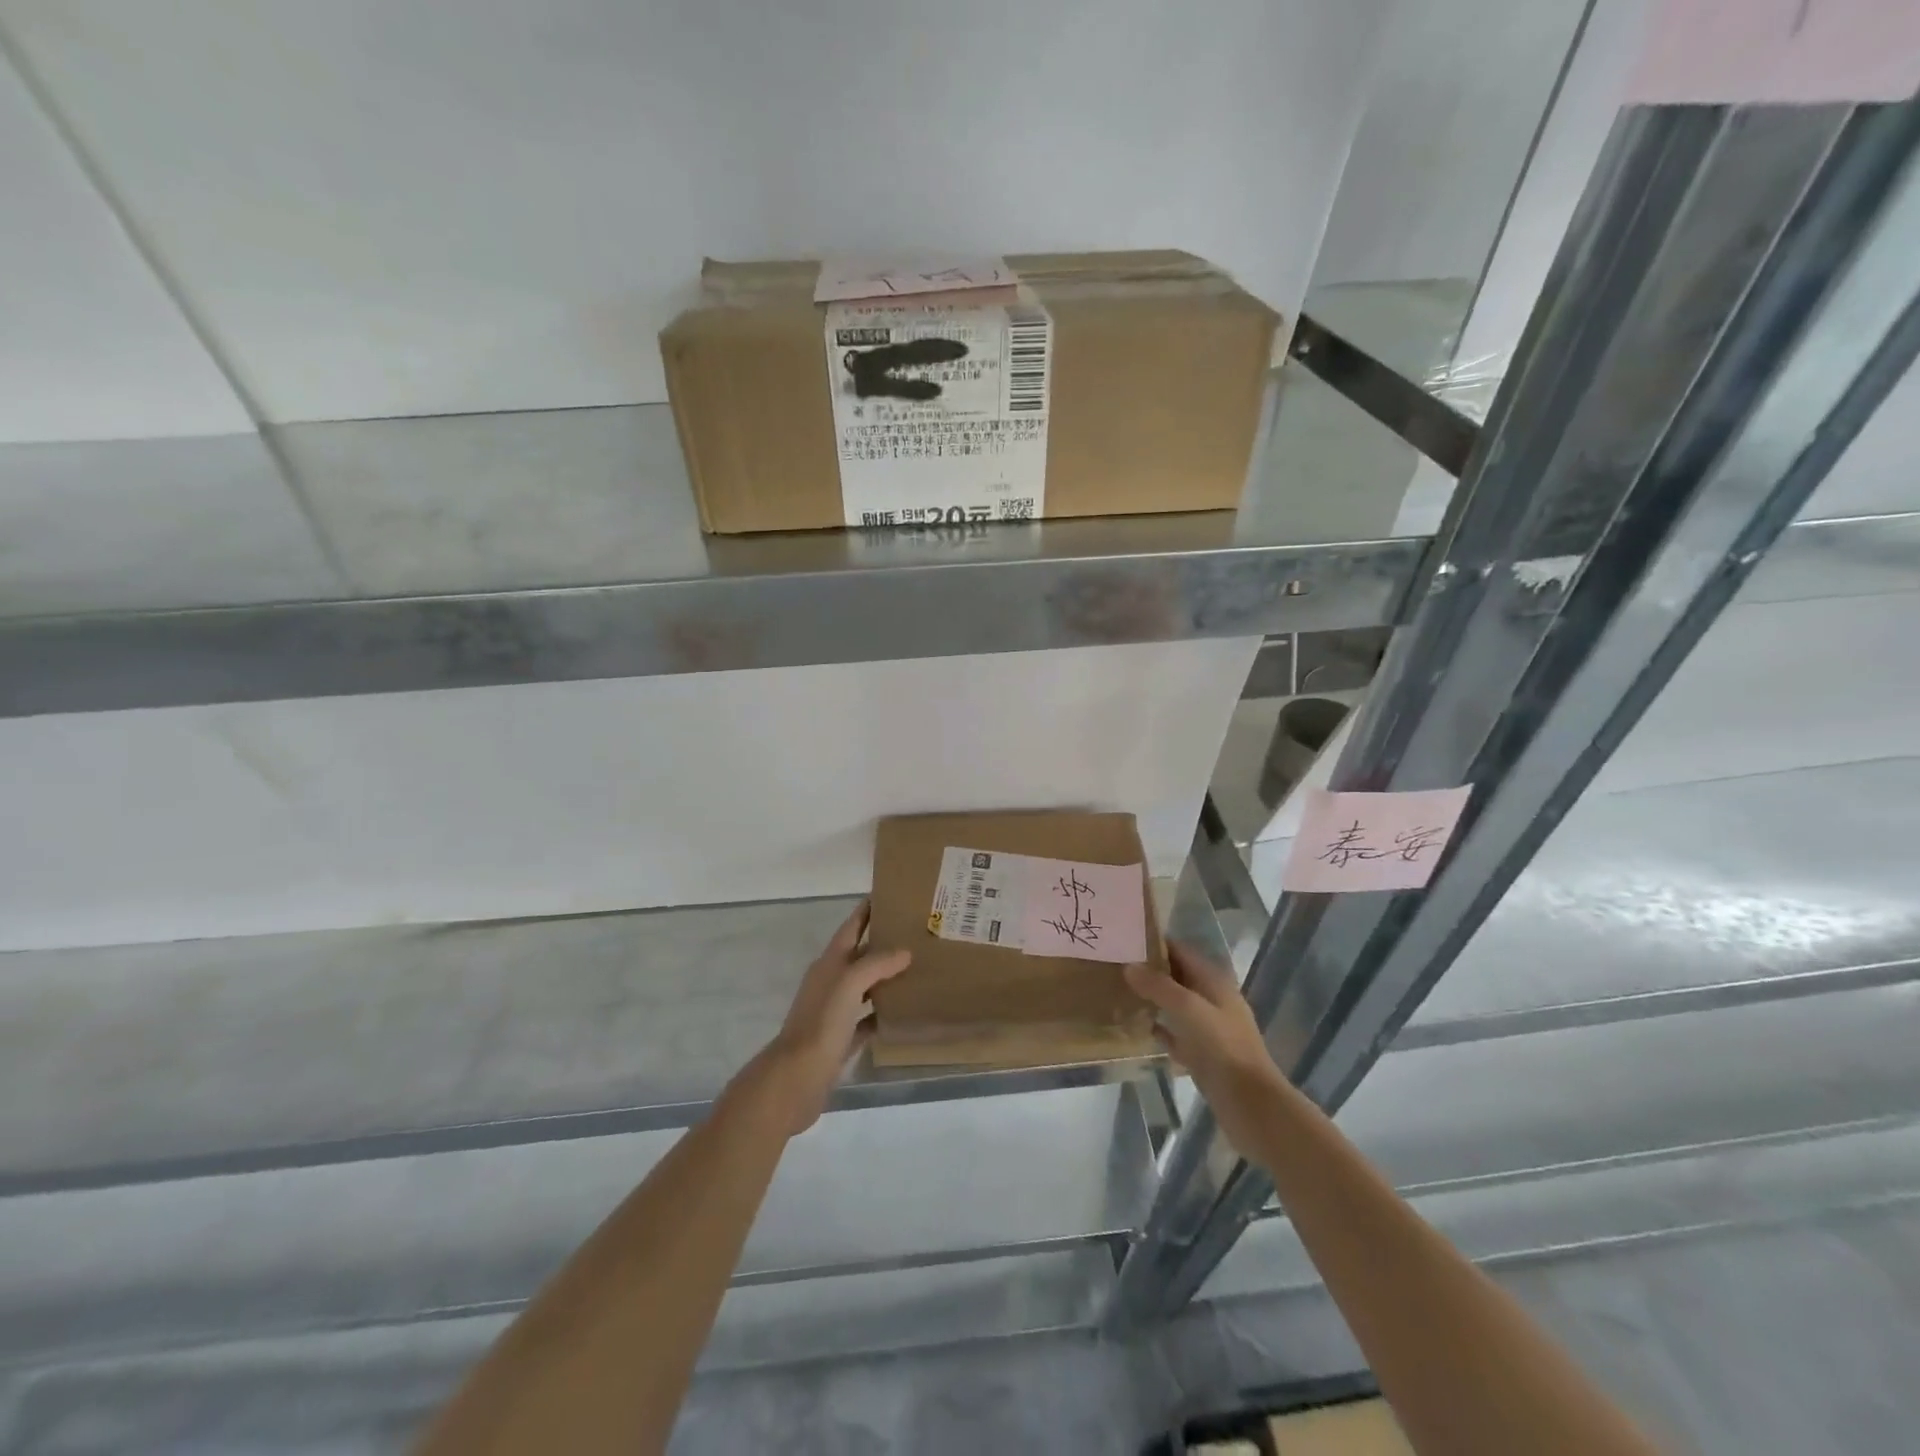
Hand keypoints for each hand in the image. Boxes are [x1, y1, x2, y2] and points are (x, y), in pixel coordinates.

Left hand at [740, 902, 911, 1136]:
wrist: (796, 1079)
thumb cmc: (821, 1024)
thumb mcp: (848, 985)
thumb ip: (875, 964)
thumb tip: (904, 952)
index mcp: (829, 963)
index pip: (851, 927)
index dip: (866, 910)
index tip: (890, 894)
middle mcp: (831, 982)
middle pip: (860, 955)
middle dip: (884, 942)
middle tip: (916, 932)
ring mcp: (836, 1012)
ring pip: (866, 986)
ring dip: (886, 977)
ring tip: (918, 967)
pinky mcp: (842, 1039)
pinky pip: (868, 1019)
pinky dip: (884, 1013)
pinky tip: (905, 1012)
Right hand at [1125, 945, 1284, 1149]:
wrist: (1251, 1105)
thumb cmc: (1223, 1049)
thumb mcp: (1189, 1009)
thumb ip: (1159, 986)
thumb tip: (1129, 966)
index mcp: (1214, 983)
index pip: (1182, 952)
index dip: (1156, 943)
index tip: (1124, 939)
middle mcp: (1212, 1001)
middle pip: (1177, 977)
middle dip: (1150, 970)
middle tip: (1114, 965)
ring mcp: (1208, 1030)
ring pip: (1175, 1006)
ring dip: (1152, 999)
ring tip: (1118, 992)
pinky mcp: (1202, 1056)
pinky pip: (1175, 1034)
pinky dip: (1158, 1028)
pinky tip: (1136, 1028)